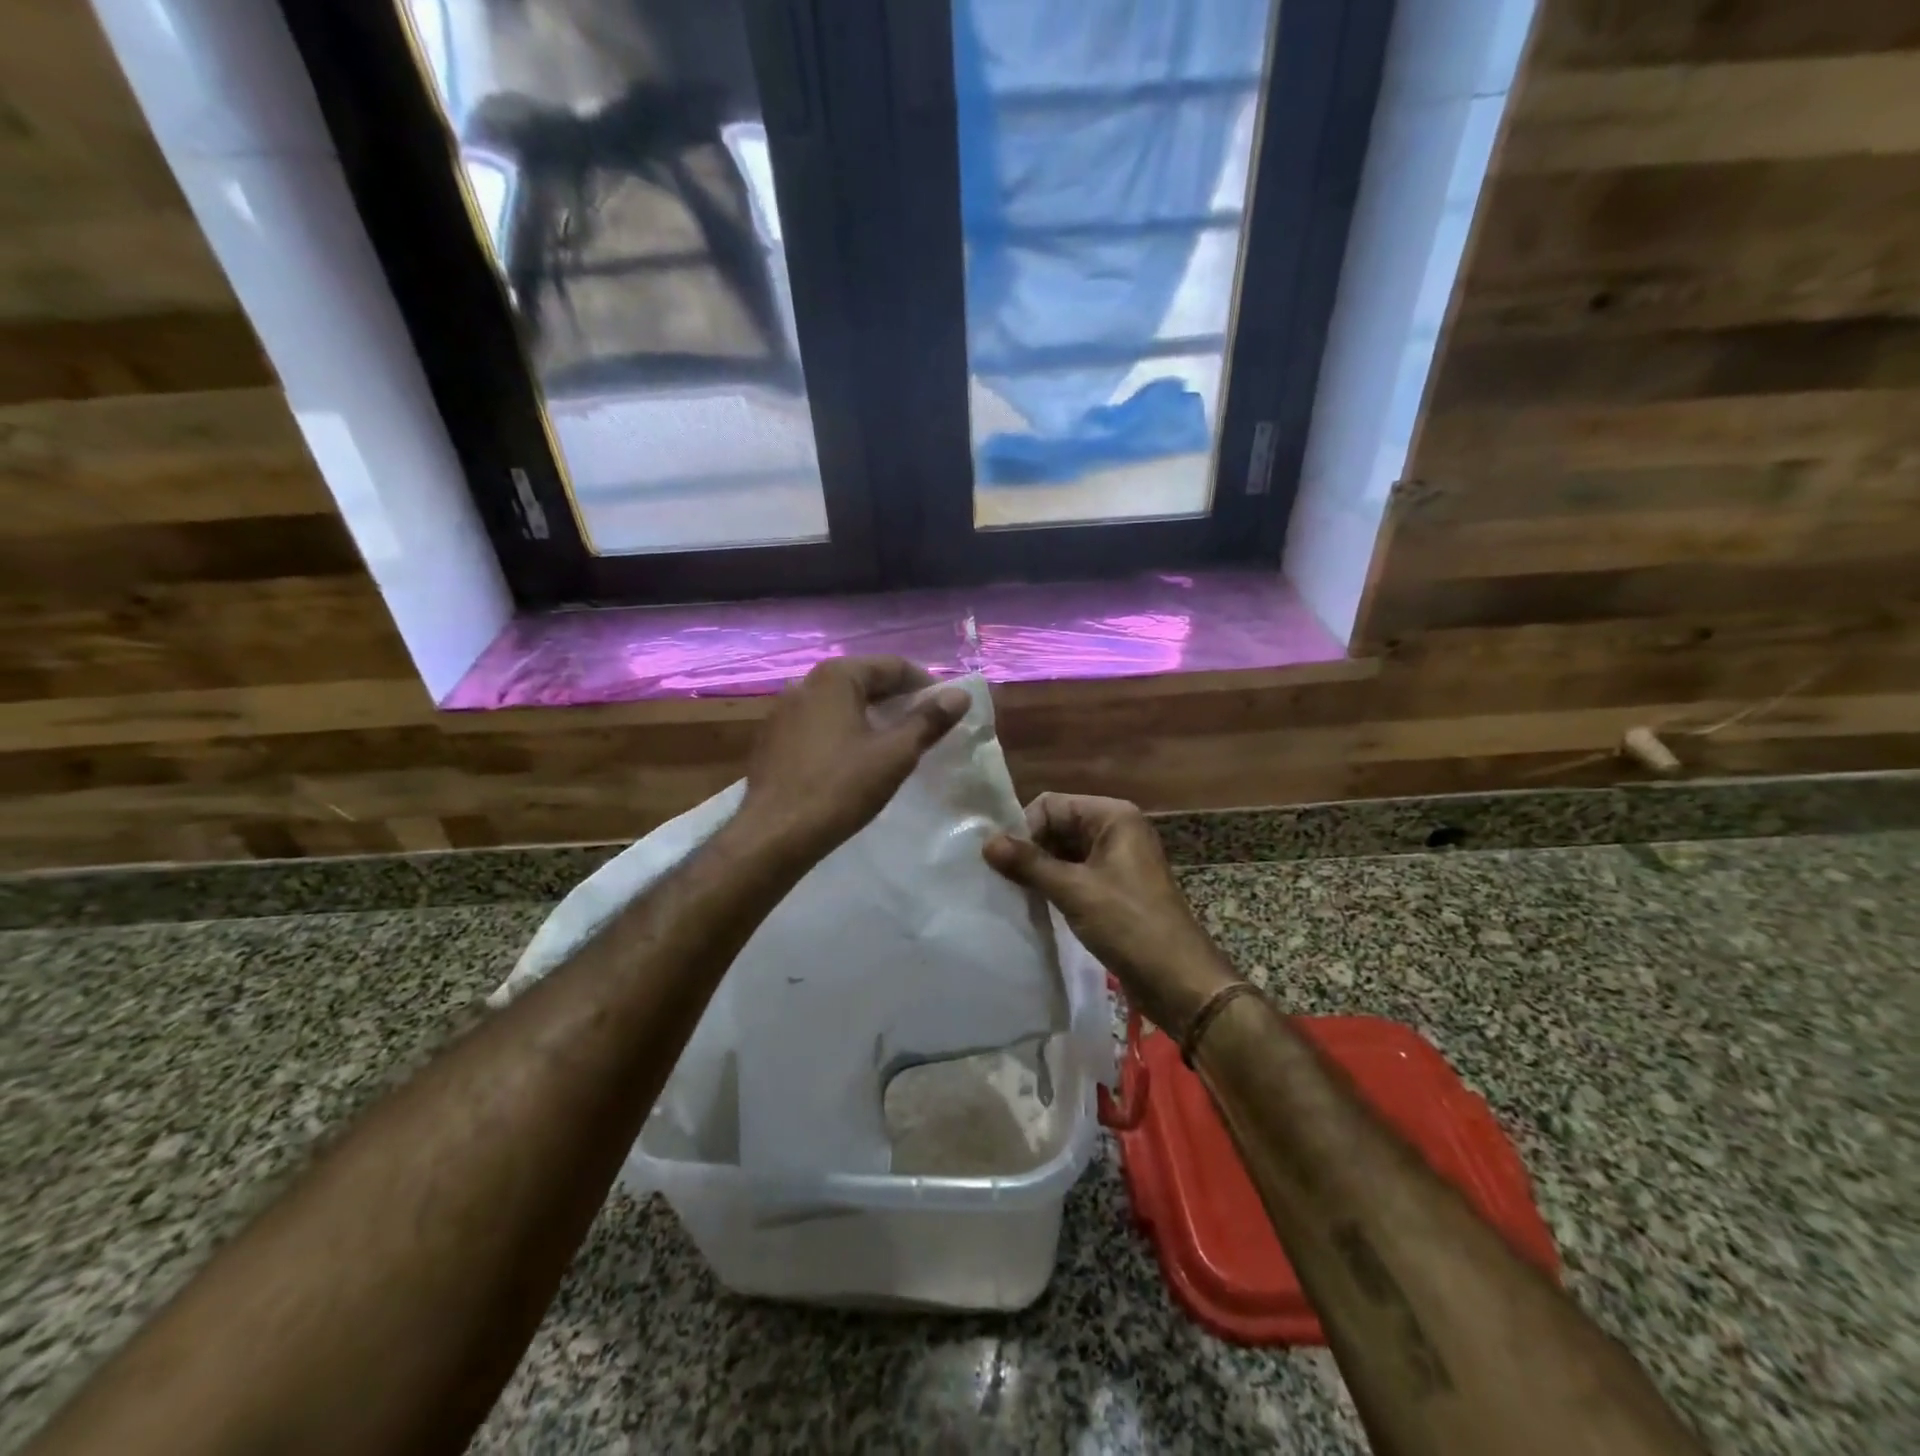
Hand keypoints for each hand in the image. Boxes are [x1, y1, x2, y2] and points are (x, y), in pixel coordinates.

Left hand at [738, 656, 970, 865]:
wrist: (775, 834)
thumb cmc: (841, 788)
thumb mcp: (895, 754)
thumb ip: (929, 720)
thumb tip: (960, 695)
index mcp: (836, 676)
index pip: (892, 666)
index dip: (925, 684)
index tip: (946, 709)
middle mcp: (806, 683)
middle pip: (864, 680)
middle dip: (897, 699)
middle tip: (925, 726)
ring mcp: (783, 710)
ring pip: (840, 702)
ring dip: (870, 715)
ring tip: (894, 742)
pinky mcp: (772, 738)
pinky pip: (818, 723)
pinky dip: (843, 730)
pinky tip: (854, 758)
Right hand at [983, 793, 1239, 1034]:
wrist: (1178, 980)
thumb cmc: (1129, 925)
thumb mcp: (1074, 890)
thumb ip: (1029, 864)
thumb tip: (986, 842)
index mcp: (1113, 816)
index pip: (1052, 805)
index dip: (1025, 829)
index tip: (1003, 862)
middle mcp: (1116, 829)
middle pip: (1057, 826)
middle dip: (1030, 850)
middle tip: (1003, 880)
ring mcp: (1117, 859)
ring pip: (1064, 852)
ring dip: (1040, 870)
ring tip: (1014, 893)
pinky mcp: (1114, 888)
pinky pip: (1075, 874)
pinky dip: (1054, 885)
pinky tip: (1035, 904)